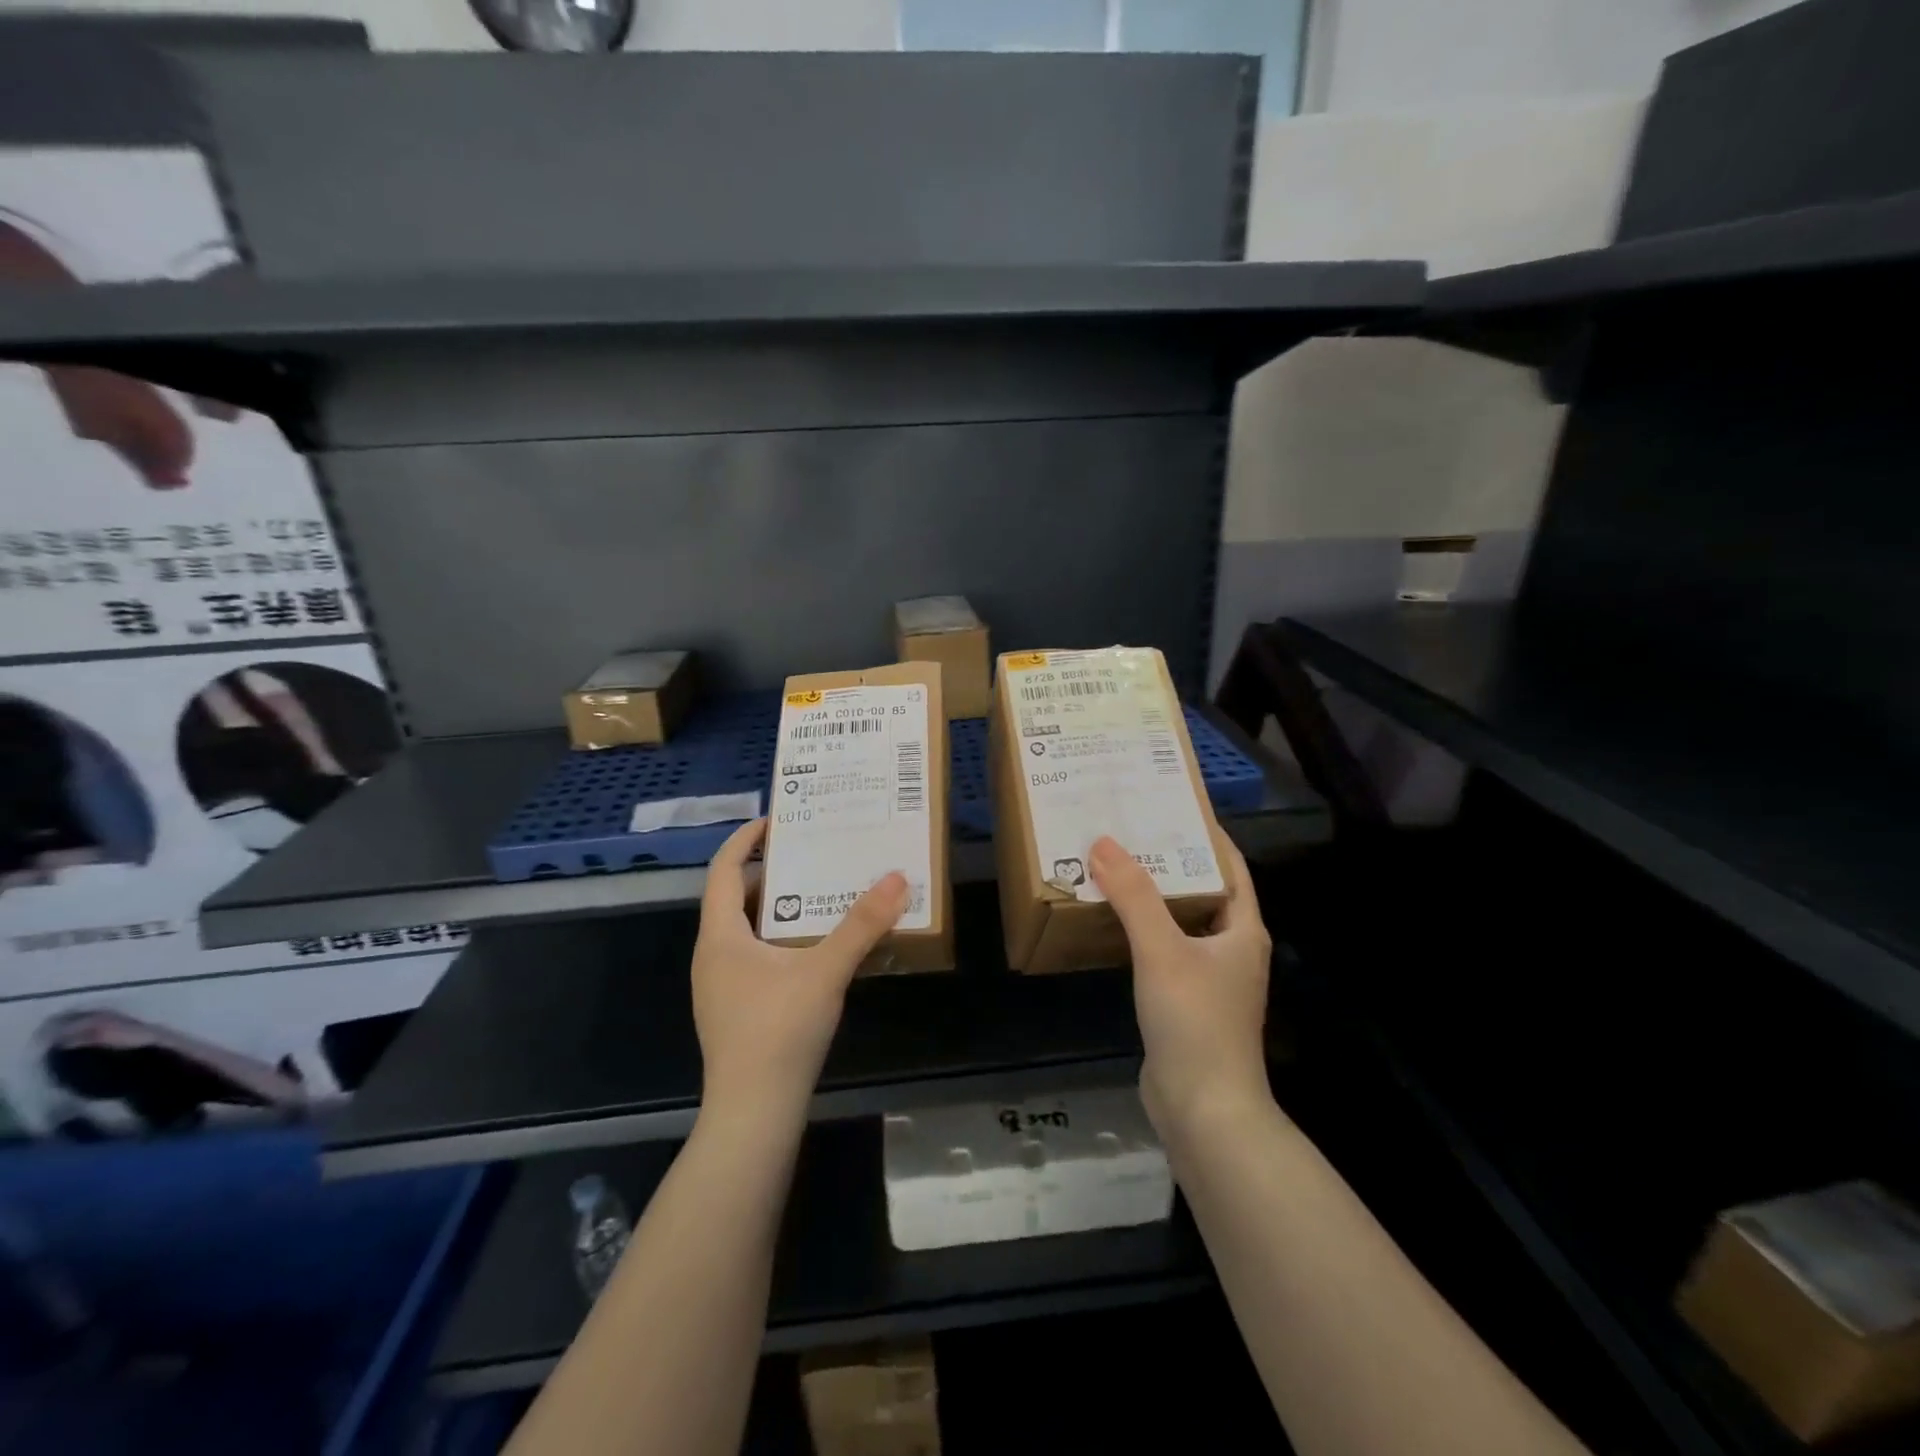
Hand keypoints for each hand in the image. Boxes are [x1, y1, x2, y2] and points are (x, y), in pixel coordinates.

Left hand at [691, 819, 908, 1121]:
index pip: (723, 870)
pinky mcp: (735, 1010)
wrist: (753, 1114)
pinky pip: (753, 956)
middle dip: (770, 871)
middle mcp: (712, 955)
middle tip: (810, 853)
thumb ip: (862, 925)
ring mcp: (720, 986)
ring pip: (745, 930)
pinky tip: (815, 950)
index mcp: (721, 936)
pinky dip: (779, 939)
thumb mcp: (826, 971)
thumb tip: (895, 877)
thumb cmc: (779, 1032)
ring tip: (818, 893)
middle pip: (735, 898)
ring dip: (777, 907)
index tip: (776, 820)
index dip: (745, 840)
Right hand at [1089, 834, 1273, 1136]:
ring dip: (1152, 896)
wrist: (1203, 1110)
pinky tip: (1111, 922)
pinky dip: (1141, 930)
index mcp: (1242, 930)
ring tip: (1114, 867)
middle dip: (1170, 861)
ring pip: (1180, 921)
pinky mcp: (1185, 1001)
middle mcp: (1231, 949)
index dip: (1206, 834)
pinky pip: (1163, 949)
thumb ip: (1134, 896)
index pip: (1231, 866)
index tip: (1172, 806)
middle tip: (1130, 831)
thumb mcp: (1162, 950)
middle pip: (1203, 890)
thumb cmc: (1195, 1022)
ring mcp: (1209, 978)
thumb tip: (1103, 842)